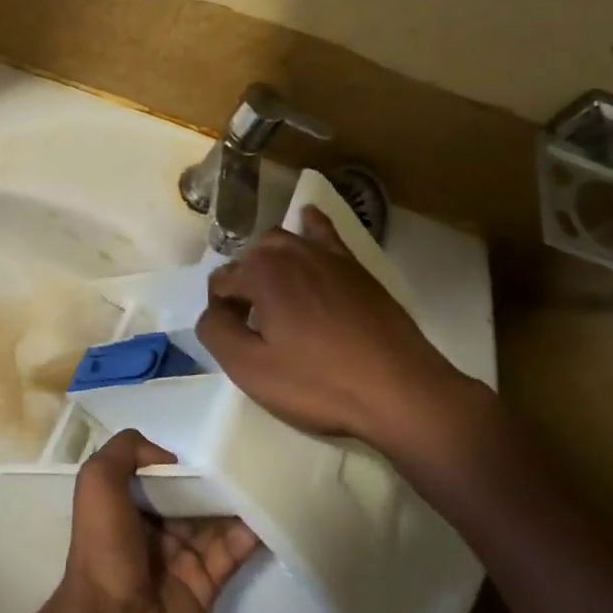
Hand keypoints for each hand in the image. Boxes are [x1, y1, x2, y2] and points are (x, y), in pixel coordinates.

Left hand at [51, 430, 258, 612]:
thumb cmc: (102, 549)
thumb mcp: (97, 482)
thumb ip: (126, 451)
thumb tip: (170, 457)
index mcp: (128, 504)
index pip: (160, 473)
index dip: (180, 460)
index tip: (207, 440)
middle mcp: (156, 528)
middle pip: (192, 495)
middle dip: (215, 477)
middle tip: (248, 453)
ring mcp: (183, 557)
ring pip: (217, 520)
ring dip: (238, 500)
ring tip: (267, 474)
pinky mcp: (206, 584)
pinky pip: (233, 551)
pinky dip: (251, 532)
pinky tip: (269, 510)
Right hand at [195, 206, 492, 469]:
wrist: (400, 390)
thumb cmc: (320, 382)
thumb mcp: (250, 369)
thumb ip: (216, 331)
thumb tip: (212, 310)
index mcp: (260, 272)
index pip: (220, 281)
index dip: (221, 312)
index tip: (236, 341)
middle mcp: (289, 251)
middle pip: (248, 260)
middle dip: (243, 286)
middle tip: (255, 329)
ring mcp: (325, 254)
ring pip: (280, 244)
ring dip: (268, 264)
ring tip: (274, 299)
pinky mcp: (354, 265)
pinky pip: (323, 232)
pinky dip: (309, 226)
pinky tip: (306, 221)